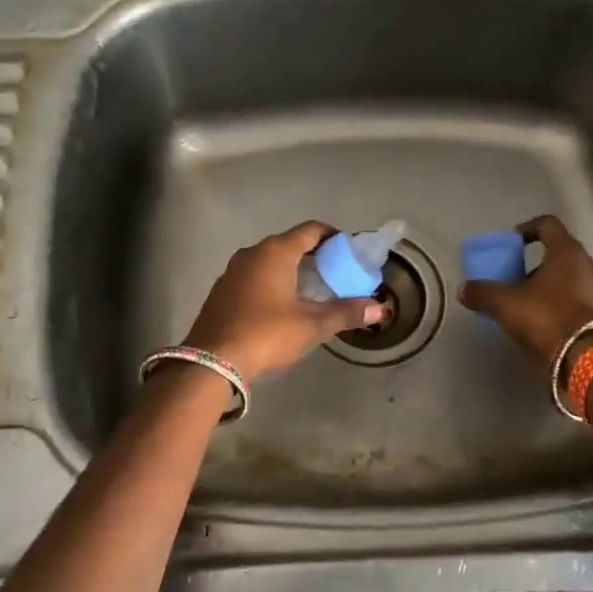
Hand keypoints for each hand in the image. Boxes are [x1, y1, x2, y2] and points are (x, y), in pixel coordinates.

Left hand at [185, 222, 387, 379]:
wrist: (212, 360)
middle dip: (315, 256)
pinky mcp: (222, 291)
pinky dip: (272, 283)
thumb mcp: (312, 325)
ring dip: (292, 271)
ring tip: (313, 292)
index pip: (311, 230)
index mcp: (276, 251)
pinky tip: (282, 307)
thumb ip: (346, 313)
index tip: (349, 253)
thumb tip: (380, 309)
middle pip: (290, 244)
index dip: (333, 238)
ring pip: (270, 261)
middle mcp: (252, 253)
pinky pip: (254, 277)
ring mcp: (233, 271)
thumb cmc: (266, 334)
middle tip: (336, 275)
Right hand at [459, 214, 592, 363]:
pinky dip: (563, 305)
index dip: (527, 228)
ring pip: (571, 279)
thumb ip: (483, 293)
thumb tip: (463, 290)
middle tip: (516, 279)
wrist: (590, 358)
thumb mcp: (506, 305)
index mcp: (567, 252)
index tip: (512, 242)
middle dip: (536, 265)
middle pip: (560, 254)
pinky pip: (579, 301)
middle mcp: (589, 265)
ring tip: (529, 305)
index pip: (548, 224)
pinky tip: (547, 324)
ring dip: (550, 287)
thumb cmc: (547, 318)